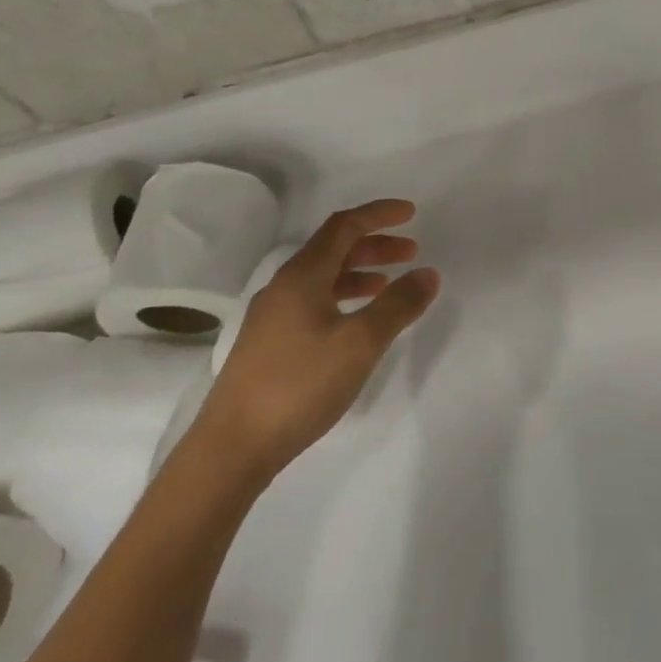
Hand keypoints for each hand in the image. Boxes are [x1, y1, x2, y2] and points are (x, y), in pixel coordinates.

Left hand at [199, 199, 439, 479]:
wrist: (231, 448)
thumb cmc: (299, 385)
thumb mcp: (360, 343)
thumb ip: (398, 305)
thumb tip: (428, 273)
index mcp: (302, 276)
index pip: (344, 226)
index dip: (378, 214)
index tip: (411, 213)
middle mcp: (283, 288)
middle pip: (333, 249)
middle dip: (375, 244)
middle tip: (411, 252)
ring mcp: (272, 317)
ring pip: (323, 277)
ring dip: (360, 272)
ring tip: (389, 284)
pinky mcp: (268, 345)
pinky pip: (313, 302)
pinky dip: (343, 297)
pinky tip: (356, 322)